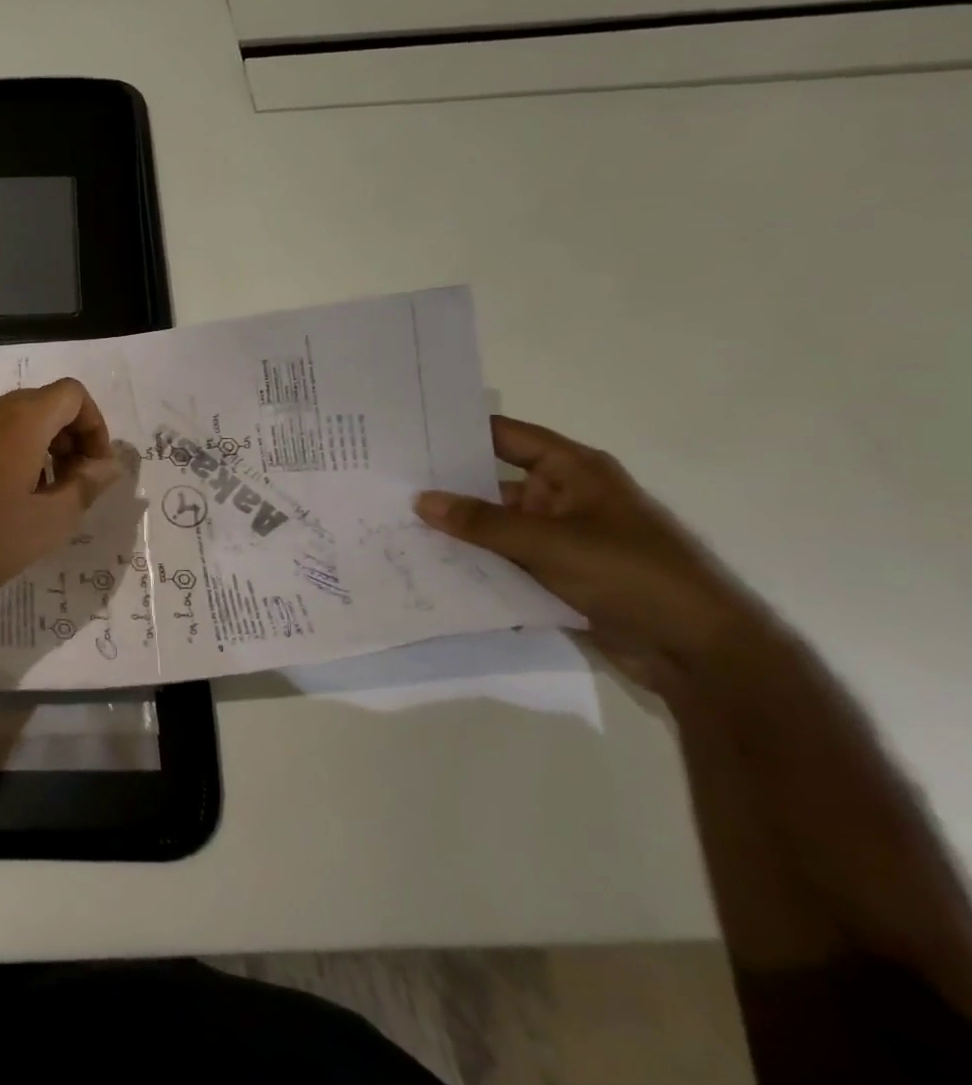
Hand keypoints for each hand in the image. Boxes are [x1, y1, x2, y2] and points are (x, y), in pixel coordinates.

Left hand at [0, 379, 121, 640]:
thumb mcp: (46, 523)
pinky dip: (8, 457)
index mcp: (19, 420)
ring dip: (39, 451)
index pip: (72, 394)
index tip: (95, 471)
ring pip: (13, 423)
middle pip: (43, 405)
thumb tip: (107, 465)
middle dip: (70, 440)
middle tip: (73, 488)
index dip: (95, 427)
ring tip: (39, 501)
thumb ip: (85, 487)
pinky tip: (0, 505)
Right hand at [414, 416, 775, 691]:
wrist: (698, 652)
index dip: (460, 432)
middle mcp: (563, 497)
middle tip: (387, 482)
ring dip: (456, 527)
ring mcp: (559, 537)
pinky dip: (473, 559)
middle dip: (446, 484)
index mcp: (573, 472)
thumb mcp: (551, 543)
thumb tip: (421, 500)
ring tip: (394, 523)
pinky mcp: (555, 573)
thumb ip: (482, 522)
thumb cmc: (632, 576)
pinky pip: (503, 558)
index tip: (408, 432)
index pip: (506, 437)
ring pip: (494, 523)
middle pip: (492, 481)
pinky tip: (428, 562)